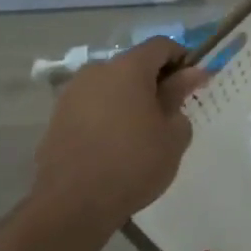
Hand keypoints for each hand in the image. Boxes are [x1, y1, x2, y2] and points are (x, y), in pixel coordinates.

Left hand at [28, 38, 208, 228]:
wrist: (72, 204)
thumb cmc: (134, 163)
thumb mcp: (172, 133)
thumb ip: (180, 96)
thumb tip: (191, 74)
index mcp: (128, 68)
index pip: (161, 45)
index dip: (182, 59)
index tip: (193, 84)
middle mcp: (96, 71)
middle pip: (134, 64)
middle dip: (155, 81)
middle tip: (171, 112)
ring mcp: (72, 93)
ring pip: (111, 85)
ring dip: (130, 98)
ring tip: (142, 132)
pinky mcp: (57, 118)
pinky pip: (92, 105)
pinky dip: (108, 115)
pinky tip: (116, 145)